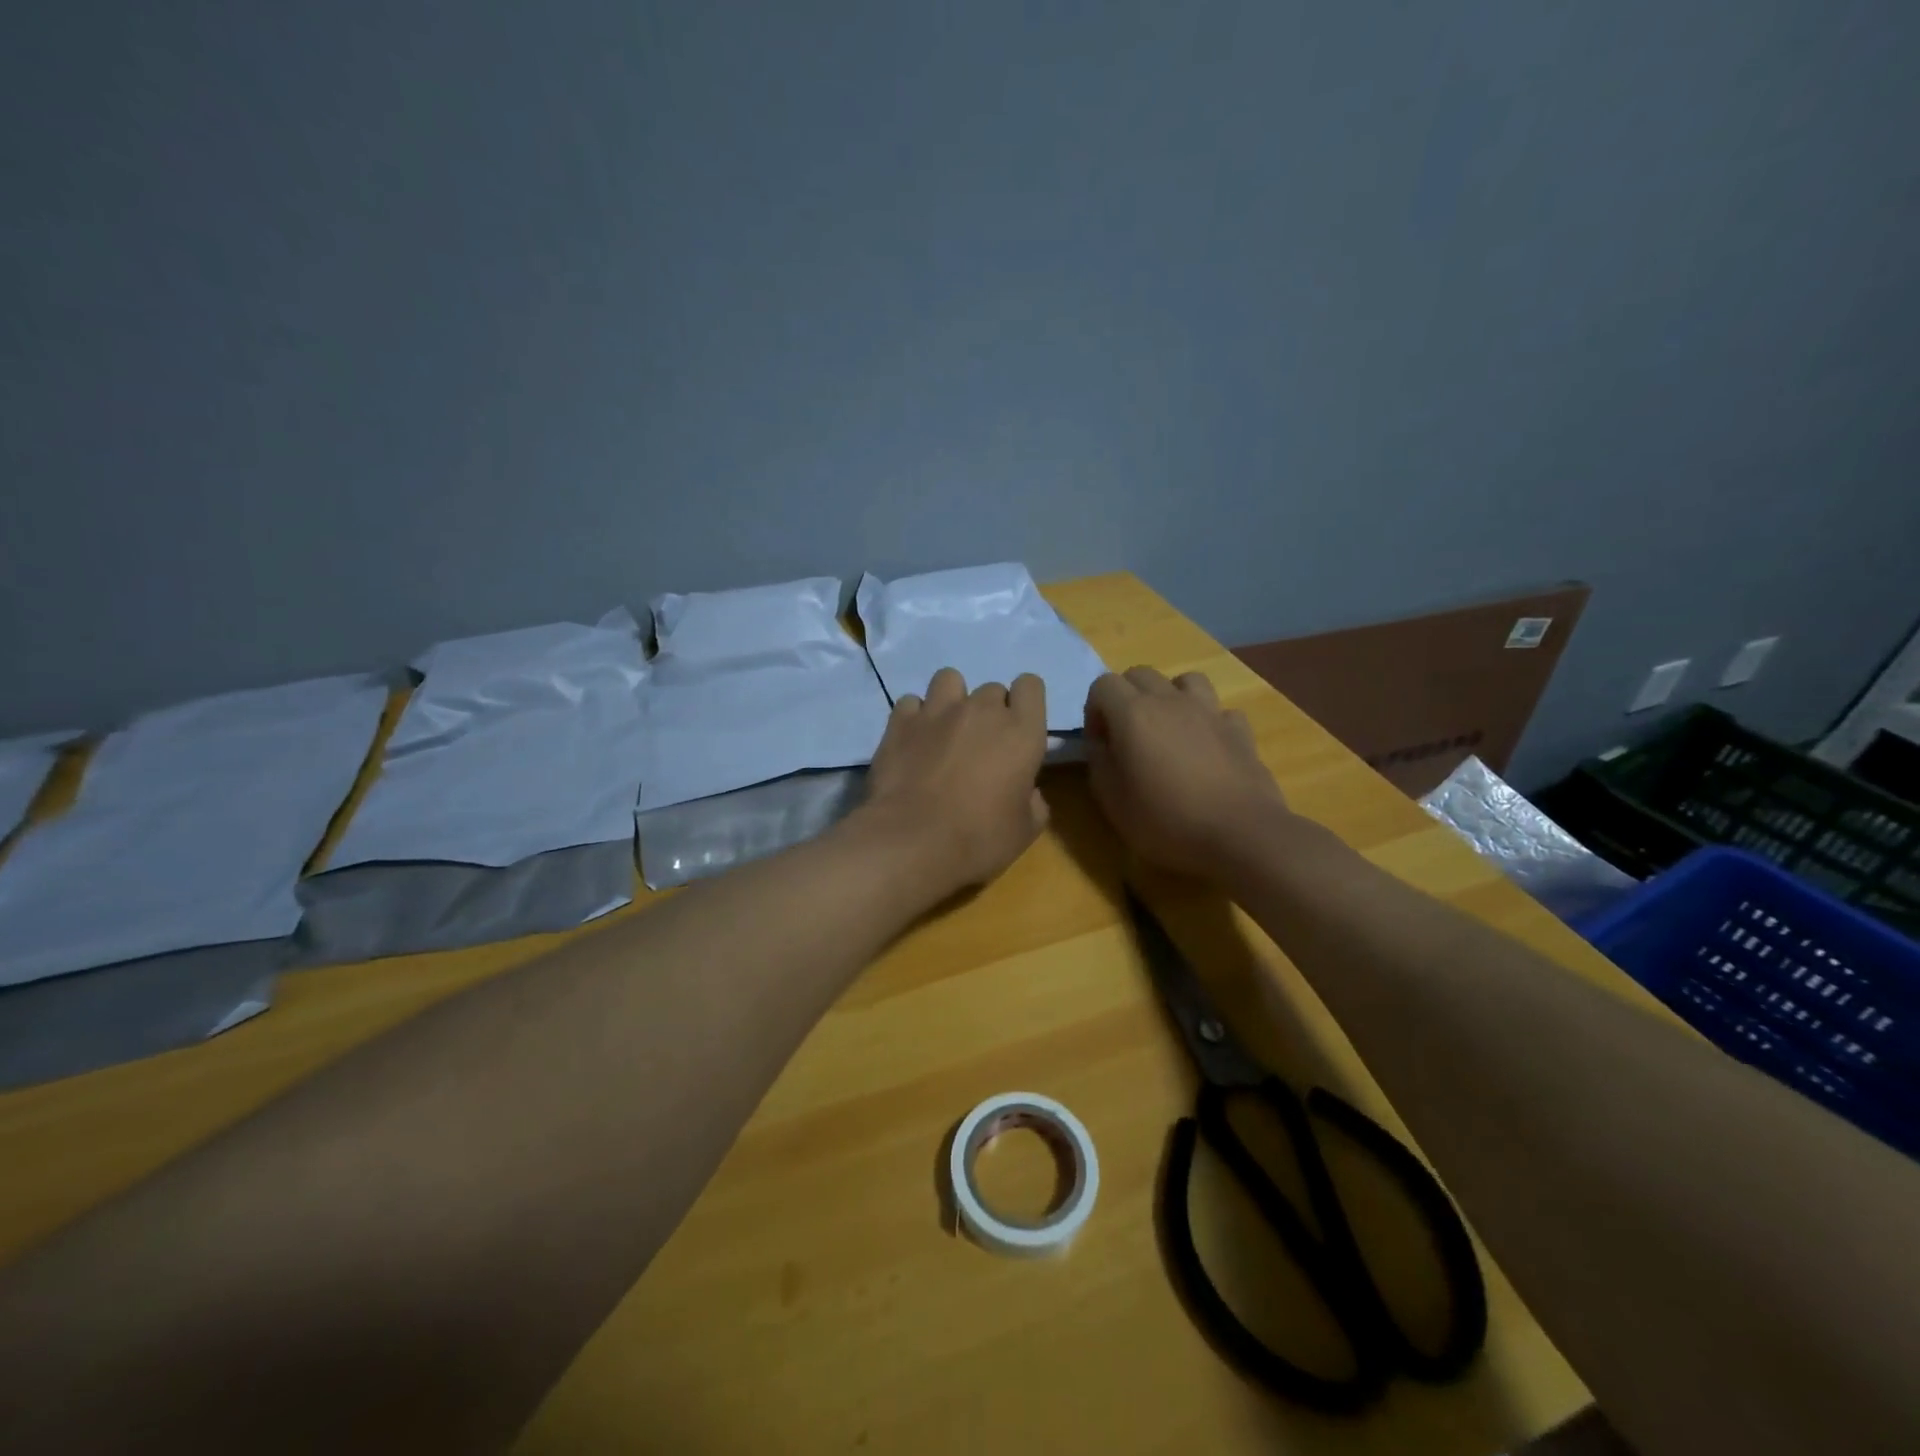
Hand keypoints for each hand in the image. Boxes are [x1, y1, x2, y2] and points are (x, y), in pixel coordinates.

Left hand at [857, 668, 1050, 897]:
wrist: (912, 842)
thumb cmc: (979, 839)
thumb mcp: (1025, 831)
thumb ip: (1033, 802)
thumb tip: (1028, 792)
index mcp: (1022, 732)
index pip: (1030, 686)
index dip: (1025, 704)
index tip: (1018, 730)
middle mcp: (982, 710)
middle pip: (992, 689)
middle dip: (989, 712)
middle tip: (980, 746)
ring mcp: (937, 710)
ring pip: (949, 680)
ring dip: (952, 700)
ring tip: (944, 730)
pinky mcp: (900, 721)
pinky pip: (911, 702)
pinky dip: (914, 717)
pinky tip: (913, 740)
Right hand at [1084, 667, 1290, 880]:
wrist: (1240, 835)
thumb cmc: (1166, 820)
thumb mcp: (1112, 800)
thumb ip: (1099, 762)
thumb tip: (1102, 743)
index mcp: (1133, 713)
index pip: (1102, 684)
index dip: (1094, 711)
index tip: (1101, 743)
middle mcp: (1170, 701)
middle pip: (1140, 674)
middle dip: (1126, 697)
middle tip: (1128, 736)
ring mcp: (1209, 711)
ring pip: (1184, 680)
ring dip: (1170, 697)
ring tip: (1168, 731)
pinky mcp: (1240, 730)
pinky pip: (1219, 710)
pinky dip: (1209, 722)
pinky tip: (1207, 747)